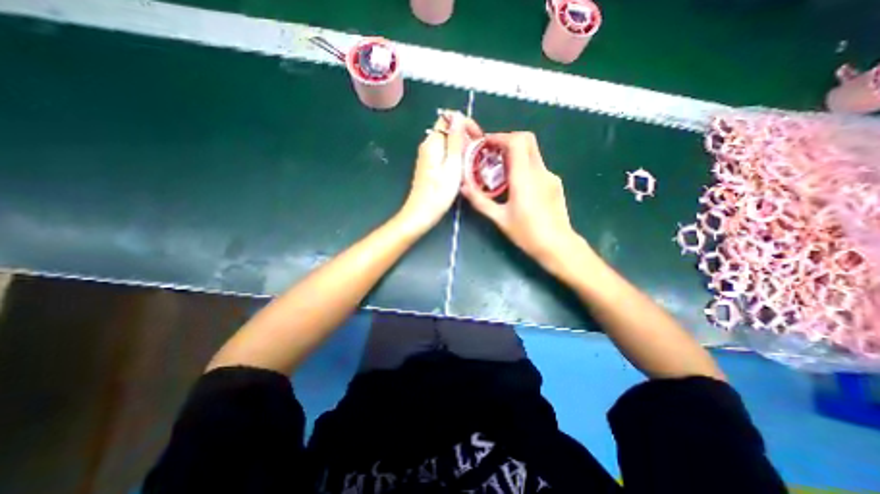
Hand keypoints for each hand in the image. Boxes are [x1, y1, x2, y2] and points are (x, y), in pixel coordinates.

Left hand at [400, 113, 480, 230]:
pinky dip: (455, 157)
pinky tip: (461, 170)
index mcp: (432, 142)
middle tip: (477, 154)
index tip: (478, 139)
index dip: (466, 124)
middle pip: (449, 131)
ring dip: (462, 149)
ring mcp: (427, 157)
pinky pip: (444, 154)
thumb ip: (455, 140)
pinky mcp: (429, 167)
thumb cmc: (439, 192)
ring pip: (448, 144)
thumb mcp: (452, 165)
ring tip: (472, 163)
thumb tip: (458, 116)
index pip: (449, 118)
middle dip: (466, 137)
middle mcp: (428, 146)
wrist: (421, 213)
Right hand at [462, 131, 589, 273]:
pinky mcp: (554, 184)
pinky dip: (523, 167)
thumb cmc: (527, 233)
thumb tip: (464, 187)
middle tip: (491, 154)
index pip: (516, 141)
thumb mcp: (500, 218)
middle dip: (507, 141)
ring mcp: (550, 176)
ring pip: (532, 153)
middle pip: (527, 140)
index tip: (485, 144)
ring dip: (515, 155)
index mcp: (524, 177)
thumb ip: (480, 201)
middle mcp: (539, 171)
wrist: (557, 245)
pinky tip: (516, 186)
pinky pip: (537, 167)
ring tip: (500, 172)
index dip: (500, 137)